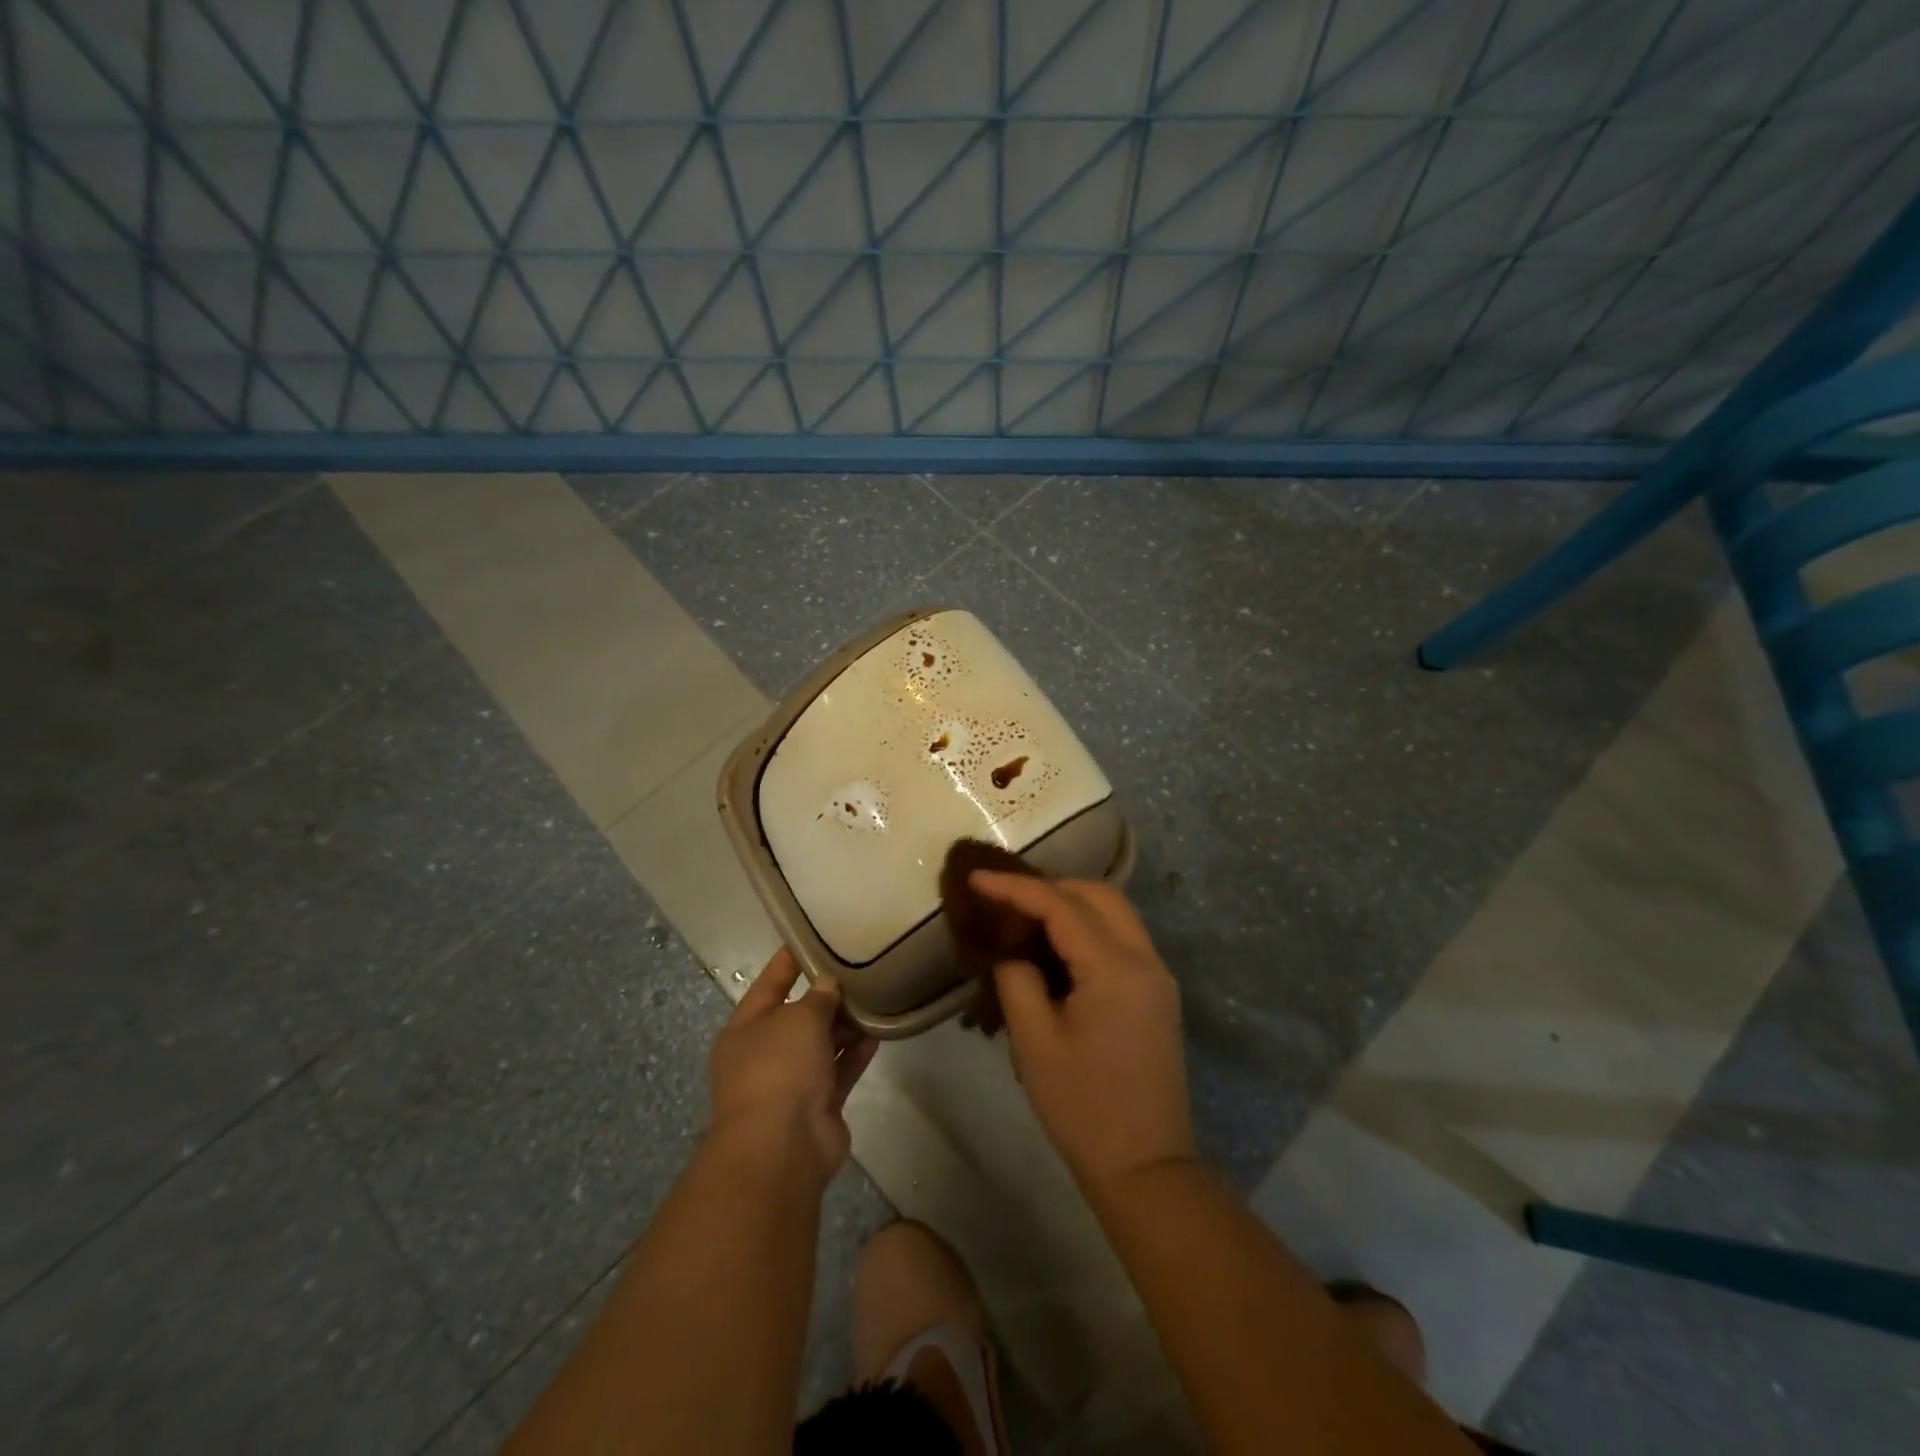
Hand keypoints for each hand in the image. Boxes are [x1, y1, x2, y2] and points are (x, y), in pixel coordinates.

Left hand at [707, 948, 876, 1185]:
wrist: (781, 1146)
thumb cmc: (778, 1067)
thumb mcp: (798, 1018)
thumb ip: (817, 997)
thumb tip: (828, 985)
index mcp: (745, 1029)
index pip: (770, 984)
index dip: (790, 961)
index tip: (814, 938)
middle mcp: (764, 1054)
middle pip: (798, 1017)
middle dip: (826, 996)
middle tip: (858, 968)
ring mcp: (791, 1083)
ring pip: (822, 1045)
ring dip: (845, 1025)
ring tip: (875, 995)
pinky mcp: (818, 1106)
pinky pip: (839, 1070)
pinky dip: (856, 1053)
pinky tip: (879, 1032)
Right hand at [970, 873, 1195, 1196]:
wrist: (1146, 1169)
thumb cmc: (1083, 1109)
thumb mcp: (1035, 1043)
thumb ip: (1016, 981)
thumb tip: (1011, 952)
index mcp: (1115, 969)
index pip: (1060, 906)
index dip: (1015, 888)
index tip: (976, 879)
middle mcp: (1145, 960)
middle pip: (1098, 895)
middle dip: (1049, 887)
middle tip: (1005, 899)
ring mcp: (1158, 976)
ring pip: (1115, 912)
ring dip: (1071, 904)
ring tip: (1025, 917)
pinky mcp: (1158, 994)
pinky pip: (1122, 938)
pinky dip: (1089, 927)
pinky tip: (1057, 946)